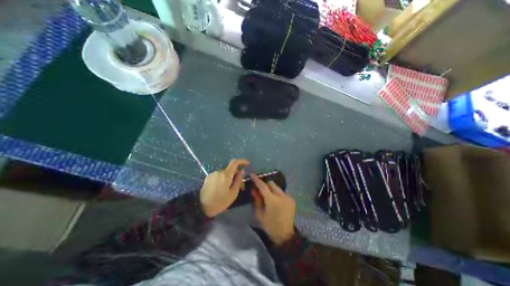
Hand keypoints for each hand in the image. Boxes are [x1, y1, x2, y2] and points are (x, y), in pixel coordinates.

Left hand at [200, 160, 250, 217]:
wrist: (201, 207)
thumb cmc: (220, 202)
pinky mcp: (209, 177)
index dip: (242, 161)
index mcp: (226, 175)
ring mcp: (213, 174)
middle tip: (240, 186)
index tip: (247, 164)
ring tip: (231, 189)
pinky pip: (219, 175)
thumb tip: (242, 171)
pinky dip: (224, 179)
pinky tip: (223, 188)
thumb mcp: (233, 193)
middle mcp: (219, 171)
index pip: (235, 162)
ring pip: (225, 173)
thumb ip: (238, 180)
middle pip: (231, 169)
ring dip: (230, 177)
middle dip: (237, 175)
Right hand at [250, 175, 294, 244]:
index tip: (253, 175)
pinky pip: (282, 192)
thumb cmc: (270, 225)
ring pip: (277, 187)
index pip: (263, 186)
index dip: (257, 180)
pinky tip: (276, 201)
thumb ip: (257, 200)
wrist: (285, 234)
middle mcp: (281, 196)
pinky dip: (277, 193)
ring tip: (268, 197)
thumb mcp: (260, 214)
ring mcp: (288, 197)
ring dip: (271, 189)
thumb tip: (254, 190)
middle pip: (271, 184)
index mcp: (272, 200)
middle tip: (260, 190)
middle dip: (265, 185)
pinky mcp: (292, 199)